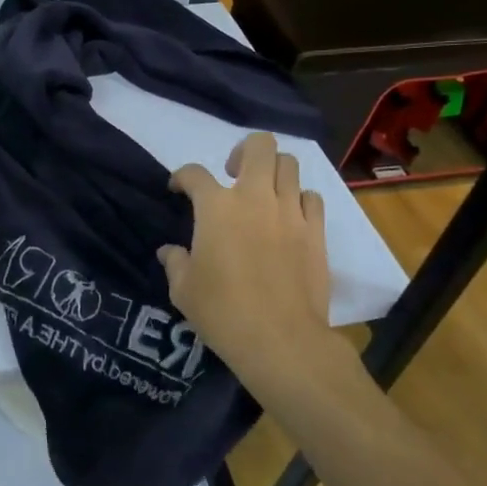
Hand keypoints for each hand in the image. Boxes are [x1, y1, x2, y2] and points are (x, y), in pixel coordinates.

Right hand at [158, 133, 331, 382]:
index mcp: (216, 207)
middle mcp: (255, 197)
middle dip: (242, 151)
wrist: (281, 340)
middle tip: (233, 174)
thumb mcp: (183, 290)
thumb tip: (170, 252)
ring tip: (264, 193)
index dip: (182, 177)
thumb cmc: (222, 312)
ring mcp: (290, 212)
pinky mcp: (316, 231)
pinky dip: (299, 199)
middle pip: (258, 145)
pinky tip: (290, 217)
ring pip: (289, 164)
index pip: (194, 173)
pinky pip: (312, 198)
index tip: (178, 190)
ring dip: (273, 171)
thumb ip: (176, 262)